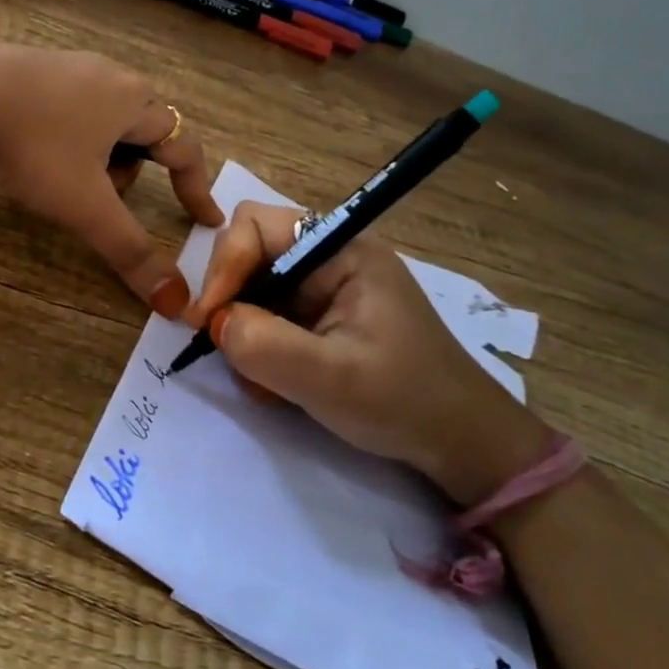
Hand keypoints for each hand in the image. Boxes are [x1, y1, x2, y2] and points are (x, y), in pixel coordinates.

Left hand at [0, 42, 223, 315]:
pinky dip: (66, 136)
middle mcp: (109, 75)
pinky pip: (67, 107)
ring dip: (99, 154)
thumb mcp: (85, 206)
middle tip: (108, 199)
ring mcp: (67, 65)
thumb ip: (130, 251)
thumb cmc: (34, 147)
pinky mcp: (29, 66)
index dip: (196, 188)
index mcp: (134, 102)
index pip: (184, 148)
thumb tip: (176, 302)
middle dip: (135, 170)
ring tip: (64, 179)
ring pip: (103, 118)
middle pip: (143, 130)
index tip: (205, 219)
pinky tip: (32, 151)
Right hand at [183, 202, 547, 505]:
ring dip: (244, 330)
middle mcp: (330, 258)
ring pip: (253, 288)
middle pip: (250, 253)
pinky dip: (259, 346)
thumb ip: (264, 345)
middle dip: (231, 299)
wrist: (460, 443)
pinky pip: (269, 315)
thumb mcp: (330, 378)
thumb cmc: (404, 402)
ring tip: (263, 378)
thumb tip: (214, 323)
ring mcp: (325, 288)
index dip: (224, 265)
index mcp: (342, 250)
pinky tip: (277, 382)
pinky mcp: (321, 316)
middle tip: (227, 346)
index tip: (208, 320)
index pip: (256, 225)